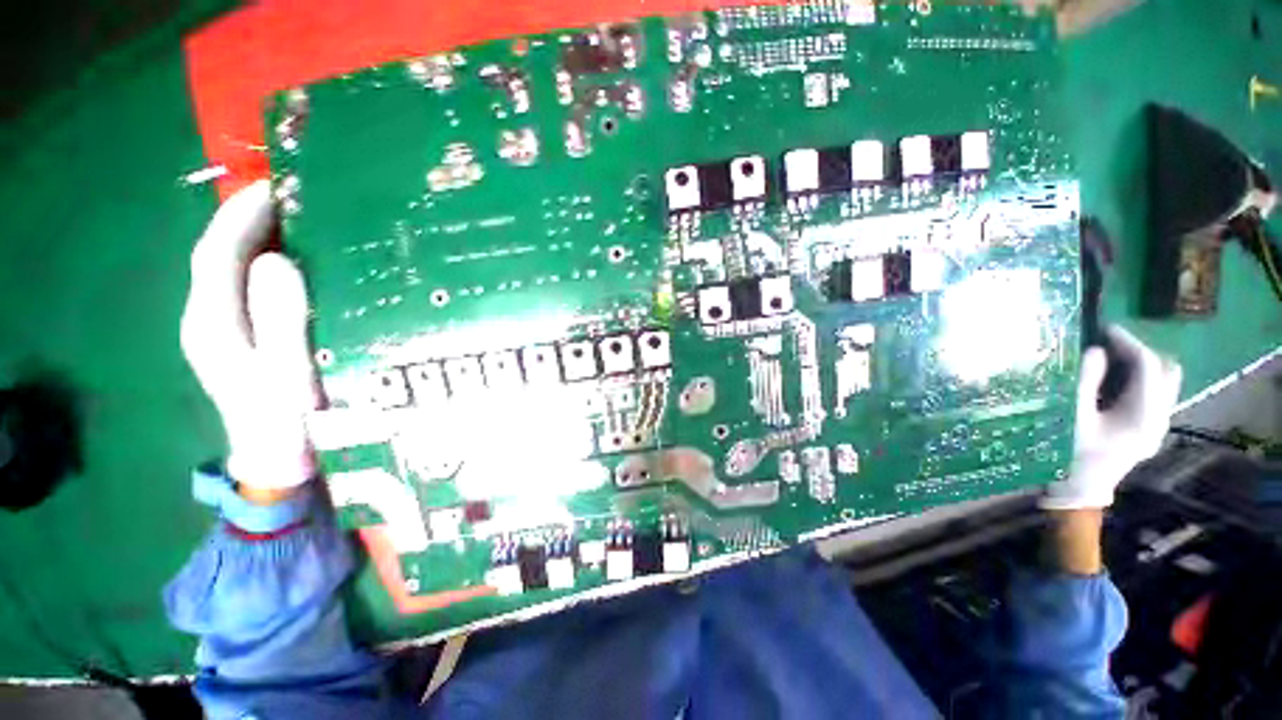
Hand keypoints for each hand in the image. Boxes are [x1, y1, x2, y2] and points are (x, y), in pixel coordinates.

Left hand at [181, 181, 319, 491]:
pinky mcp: (240, 339)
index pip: (216, 254)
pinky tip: (296, 262)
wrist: (280, 460)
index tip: (275, 187)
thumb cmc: (291, 421)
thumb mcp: (290, 373)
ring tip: (298, 221)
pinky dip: (266, 266)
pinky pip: (246, 289)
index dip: (241, 216)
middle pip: (219, 258)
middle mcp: (207, 320)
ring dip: (258, 240)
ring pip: (231, 271)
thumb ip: (280, 319)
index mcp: (213, 324)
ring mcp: (221, 331)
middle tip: (294, 199)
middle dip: (248, 221)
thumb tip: (276, 260)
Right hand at [1041, 326, 1181, 509]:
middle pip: (1165, 371)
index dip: (1129, 343)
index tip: (1104, 329)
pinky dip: (1138, 379)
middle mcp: (1161, 418)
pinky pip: (1154, 392)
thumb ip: (1085, 383)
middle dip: (1139, 352)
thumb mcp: (1071, 417)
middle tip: (1108, 346)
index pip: (1149, 367)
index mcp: (1144, 417)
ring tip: (1110, 359)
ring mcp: (1158, 424)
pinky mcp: (1150, 427)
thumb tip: (1095, 351)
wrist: (1078, 490)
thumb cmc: (1070, 454)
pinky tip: (1113, 380)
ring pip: (1163, 381)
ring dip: (1140, 365)